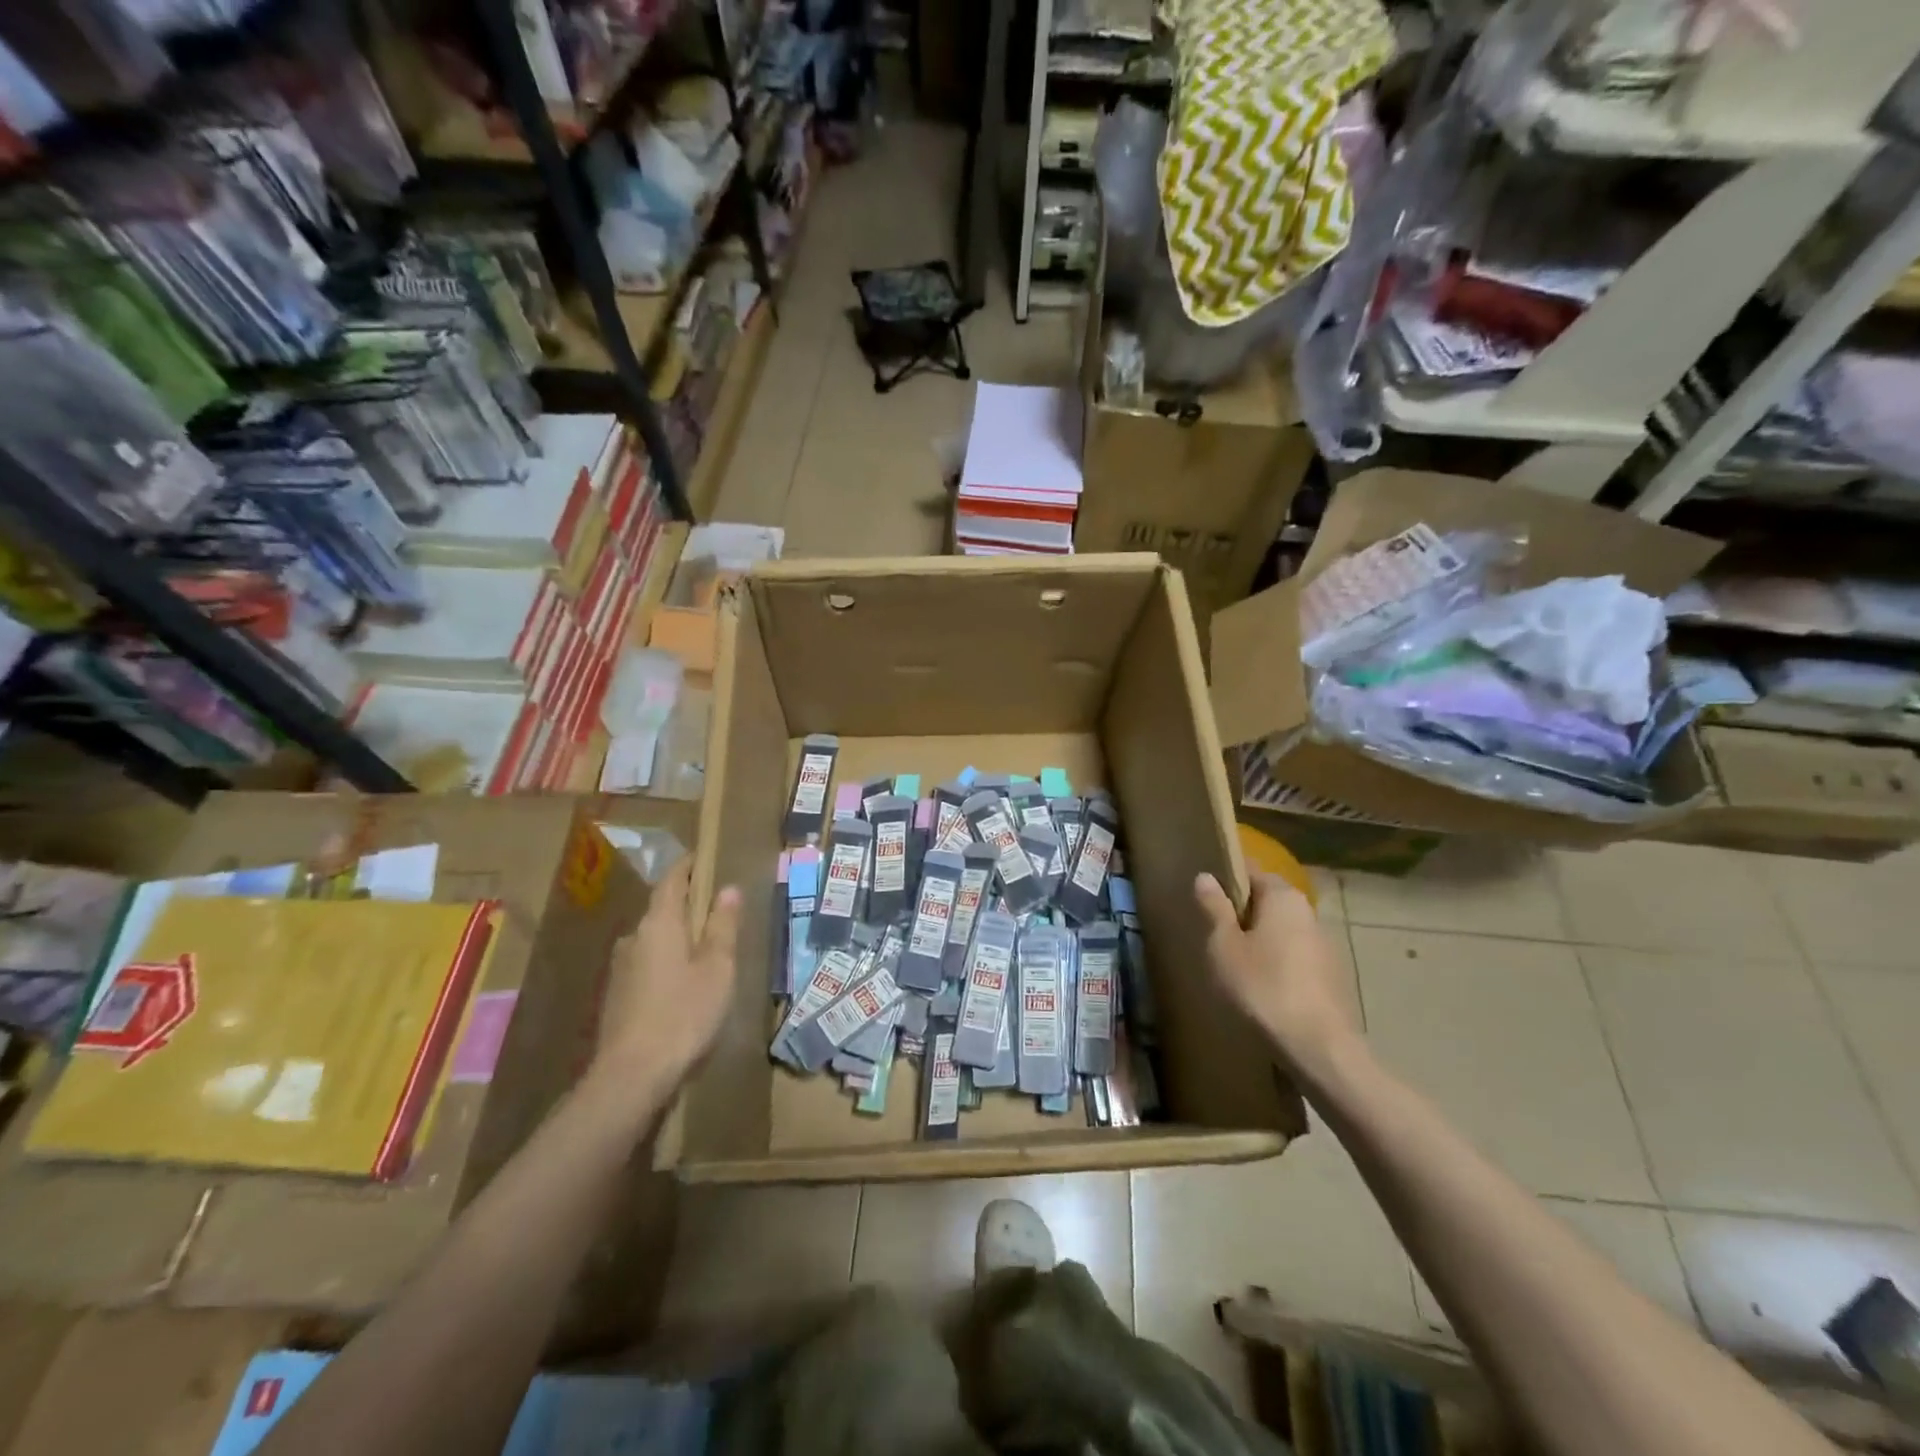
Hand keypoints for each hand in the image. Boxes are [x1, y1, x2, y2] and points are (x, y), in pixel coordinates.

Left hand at [594, 858, 741, 1097]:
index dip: (688, 867)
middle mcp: (634, 938)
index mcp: (659, 924)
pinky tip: (683, 985)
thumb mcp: (717, 968)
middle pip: (662, 910)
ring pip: (654, 940)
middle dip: (687, 906)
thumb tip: (728, 889)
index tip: (704, 858)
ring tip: (706, 951)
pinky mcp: (617, 996)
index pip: (672, 881)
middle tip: (717, 910)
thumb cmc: (684, 1013)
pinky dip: (667, 962)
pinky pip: (647, 964)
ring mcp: (621, 968)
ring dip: (677, 938)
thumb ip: (723, 926)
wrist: (632, 1075)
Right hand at [1195, 871, 1359, 1076]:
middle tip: (1213, 929)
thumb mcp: (1224, 947)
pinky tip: (1261, 985)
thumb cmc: (1263, 987)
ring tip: (1233, 960)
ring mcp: (1325, 945)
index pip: (1251, 870)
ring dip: (1260, 938)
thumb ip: (1214, 908)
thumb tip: (1206, 876)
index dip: (1226, 877)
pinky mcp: (1332, 975)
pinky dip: (1277, 962)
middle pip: (1268, 900)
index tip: (1205, 891)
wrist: (1320, 1047)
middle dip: (1242, 910)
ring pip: (1283, 929)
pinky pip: (1296, 956)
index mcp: (1283, 897)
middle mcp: (1308, 912)